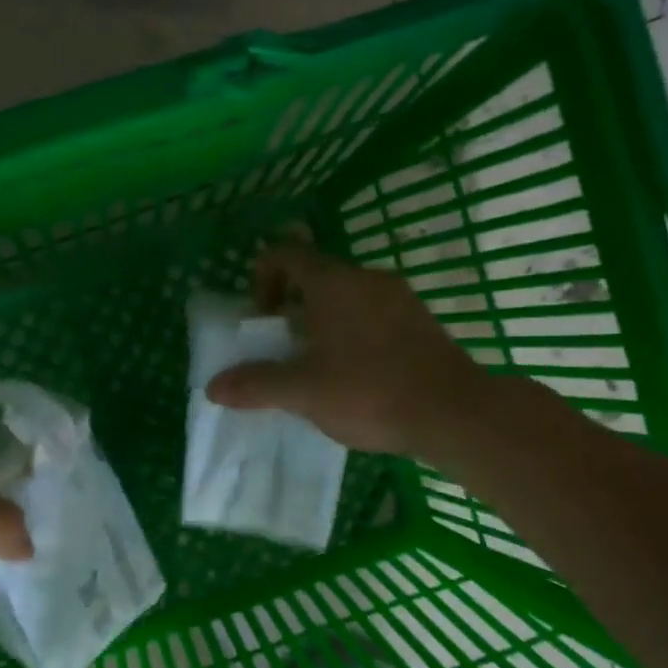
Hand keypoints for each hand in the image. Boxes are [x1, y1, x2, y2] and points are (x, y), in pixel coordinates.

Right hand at [205, 243, 484, 455]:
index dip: (261, 279)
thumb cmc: (369, 391)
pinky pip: (372, 316)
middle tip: (282, 349)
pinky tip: (355, 377)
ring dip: (321, 323)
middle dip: (290, 308)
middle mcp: (367, 279)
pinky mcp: (420, 322)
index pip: (284, 254)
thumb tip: (213, 387)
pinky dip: (352, 334)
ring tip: (316, 368)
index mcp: (333, 283)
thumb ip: (255, 385)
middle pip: (315, 277)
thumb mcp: (303, 391)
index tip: (261, 320)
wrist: (454, 413)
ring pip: (345, 298)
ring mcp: (399, 298)